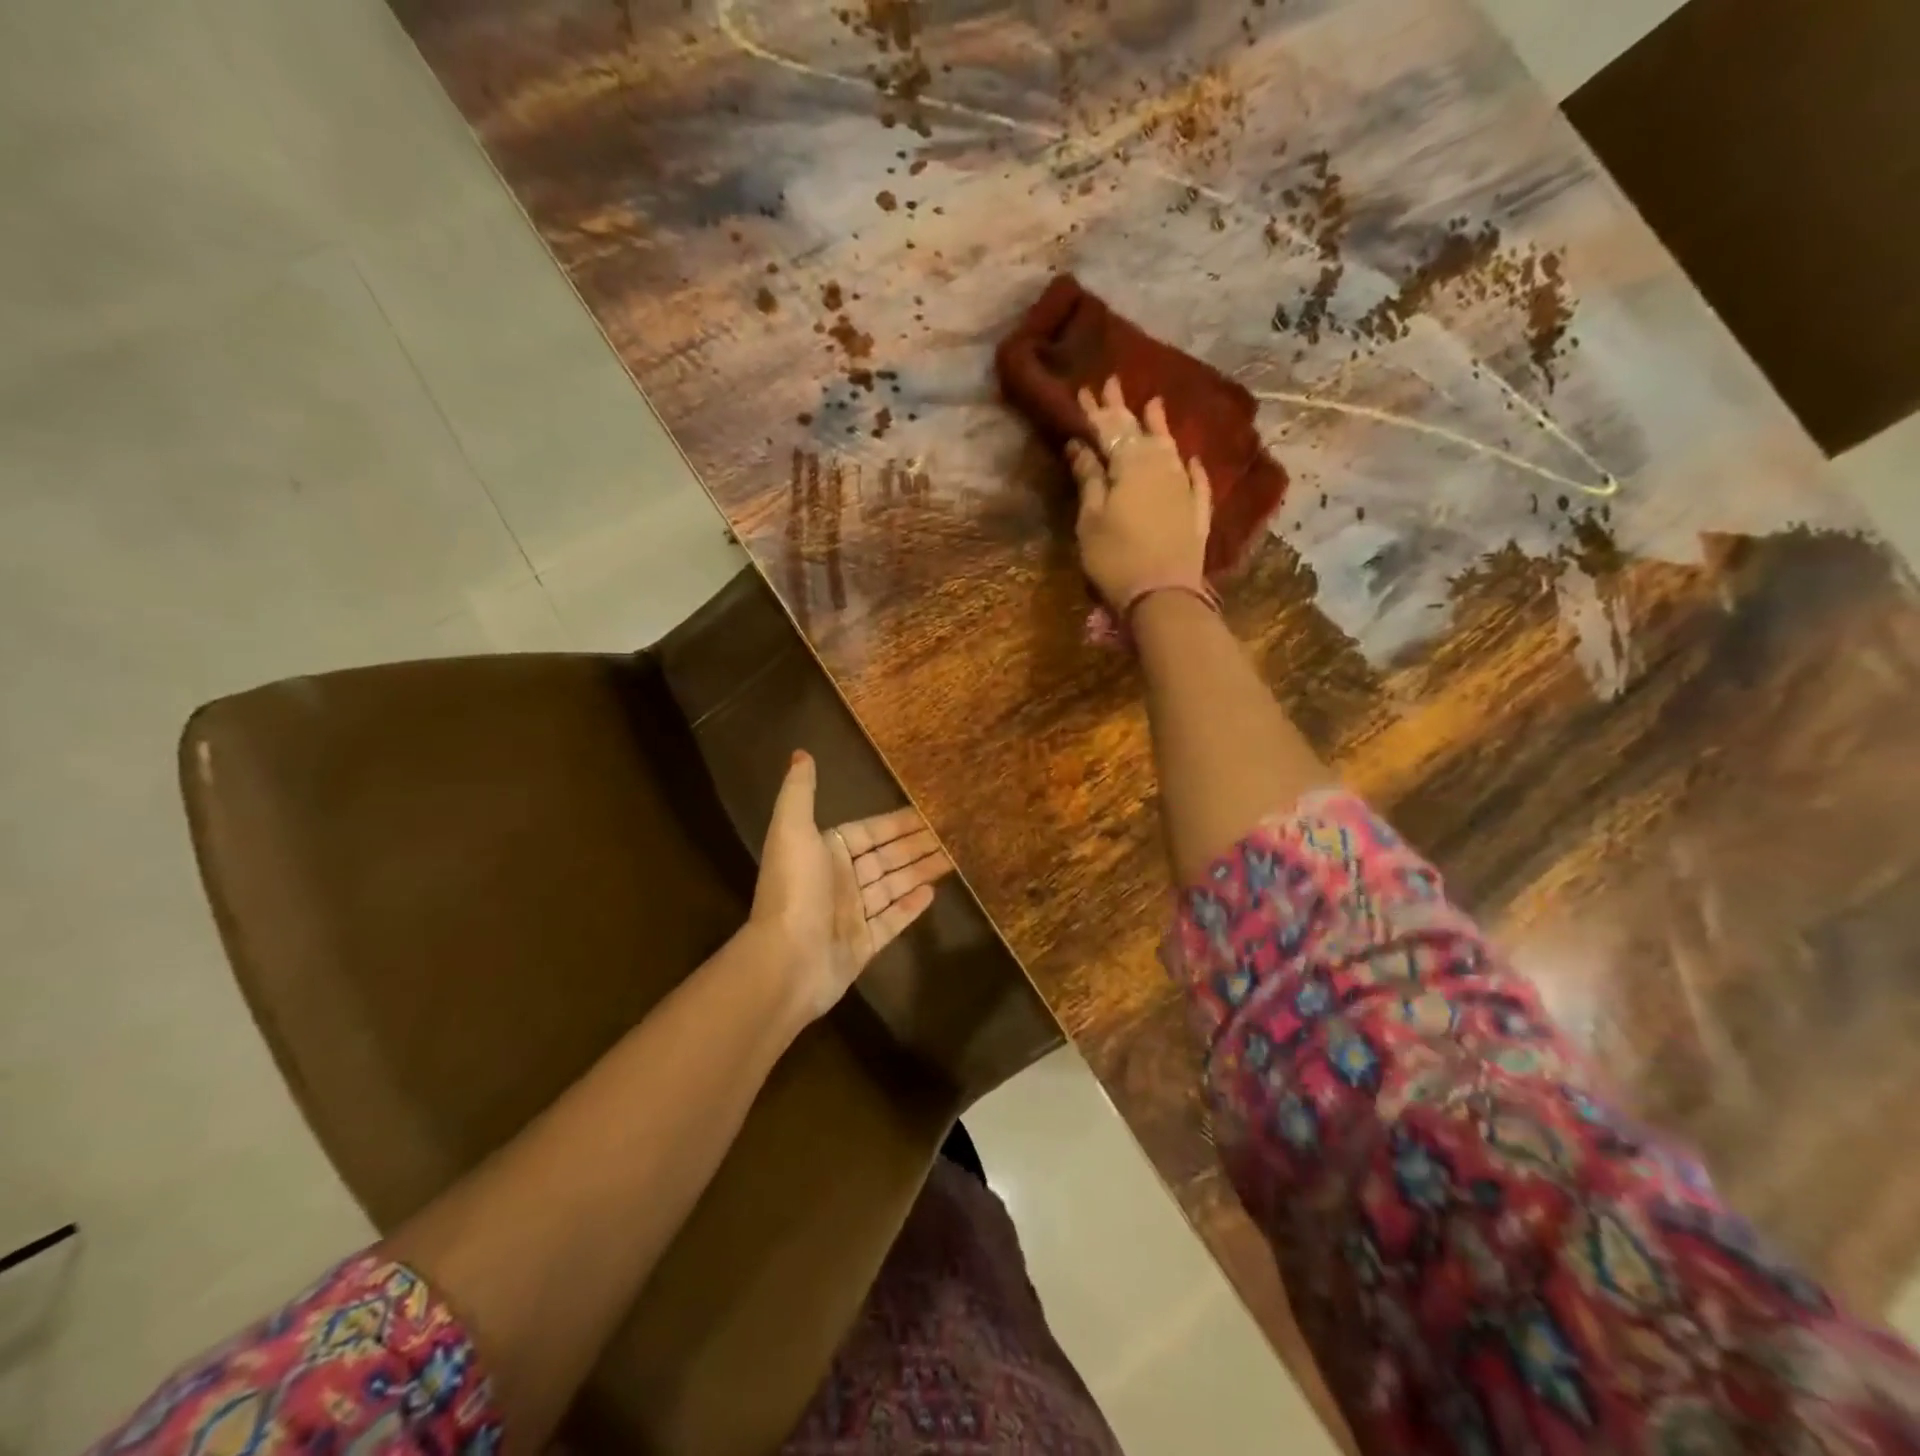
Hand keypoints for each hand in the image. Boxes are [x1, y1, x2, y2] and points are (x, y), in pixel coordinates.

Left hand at [749, 751, 952, 1020]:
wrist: (786, 961)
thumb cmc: (794, 890)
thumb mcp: (792, 830)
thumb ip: (799, 792)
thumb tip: (801, 753)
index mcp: (825, 851)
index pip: (870, 831)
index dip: (898, 822)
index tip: (930, 812)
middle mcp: (839, 880)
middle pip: (886, 858)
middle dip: (916, 845)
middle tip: (954, 834)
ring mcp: (851, 915)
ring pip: (893, 887)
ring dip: (920, 872)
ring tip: (954, 859)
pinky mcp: (862, 945)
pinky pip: (892, 921)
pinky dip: (911, 907)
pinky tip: (934, 893)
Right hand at [1068, 376, 1212, 609]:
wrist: (1163, 595)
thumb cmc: (1115, 557)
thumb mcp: (1090, 519)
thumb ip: (1088, 479)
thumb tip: (1080, 445)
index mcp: (1130, 464)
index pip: (1109, 429)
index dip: (1095, 411)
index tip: (1084, 390)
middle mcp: (1161, 466)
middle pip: (1140, 431)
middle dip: (1123, 408)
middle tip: (1113, 383)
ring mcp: (1183, 487)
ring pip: (1170, 447)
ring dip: (1160, 425)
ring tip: (1154, 404)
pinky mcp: (1198, 512)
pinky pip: (1197, 479)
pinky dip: (1190, 465)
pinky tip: (1189, 457)